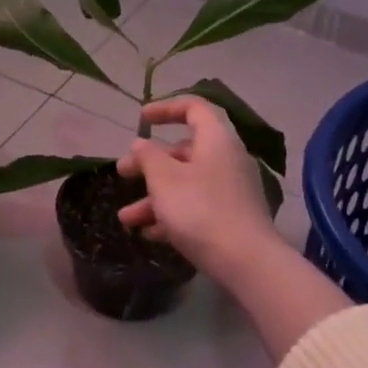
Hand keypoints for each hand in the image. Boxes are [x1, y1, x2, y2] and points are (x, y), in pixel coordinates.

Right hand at [116, 98, 282, 282]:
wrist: (244, 259)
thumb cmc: (199, 209)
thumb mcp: (164, 179)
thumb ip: (148, 156)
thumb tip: (141, 144)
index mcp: (216, 140)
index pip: (194, 108)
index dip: (166, 108)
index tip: (141, 119)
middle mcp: (227, 160)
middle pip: (184, 152)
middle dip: (148, 164)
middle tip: (123, 174)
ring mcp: (231, 190)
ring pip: (185, 184)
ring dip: (152, 198)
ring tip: (126, 219)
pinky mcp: (230, 217)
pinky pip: (195, 207)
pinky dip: (171, 215)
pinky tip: (150, 234)